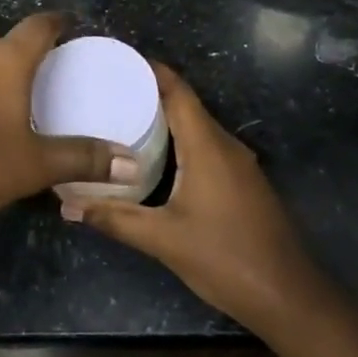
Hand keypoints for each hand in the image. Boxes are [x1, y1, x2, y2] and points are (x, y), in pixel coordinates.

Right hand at [61, 64, 323, 332]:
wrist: (289, 297)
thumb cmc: (226, 259)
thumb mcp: (163, 240)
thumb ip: (115, 219)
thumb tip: (68, 207)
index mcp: (207, 147)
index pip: (179, 92)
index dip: (151, 71)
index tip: (118, 59)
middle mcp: (226, 146)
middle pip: (187, 106)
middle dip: (150, 93)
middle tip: (109, 91)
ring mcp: (240, 165)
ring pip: (198, 128)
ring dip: (166, 119)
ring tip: (125, 119)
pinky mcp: (244, 183)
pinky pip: (207, 147)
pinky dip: (181, 142)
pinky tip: (157, 158)